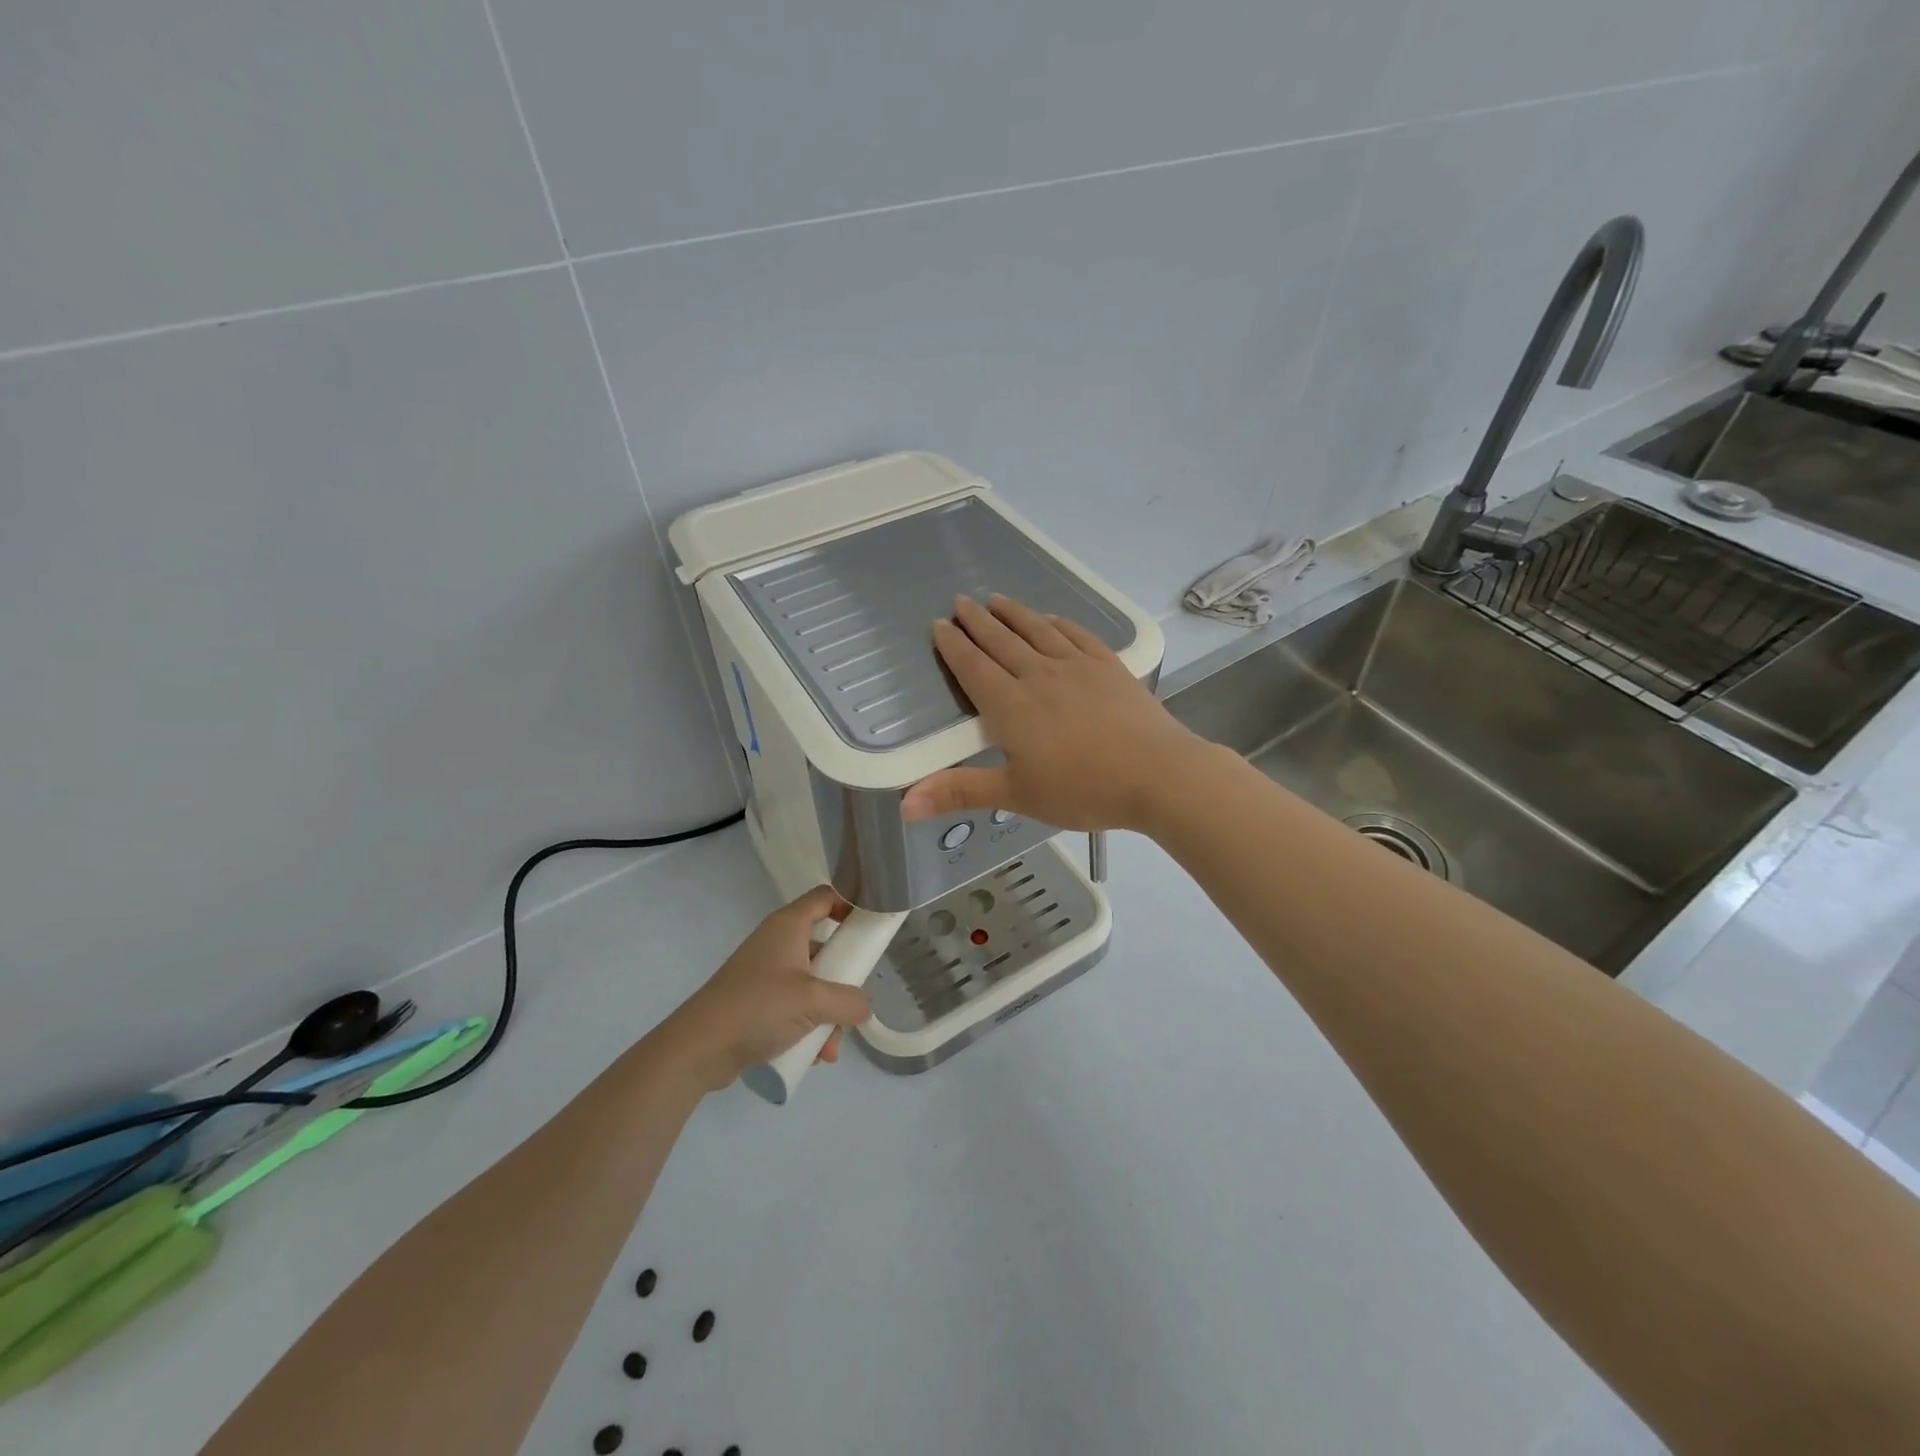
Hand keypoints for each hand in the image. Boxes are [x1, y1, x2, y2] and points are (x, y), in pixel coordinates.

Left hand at [657, 886, 872, 1092]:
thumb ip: (849, 1001)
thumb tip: (863, 1007)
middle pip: (823, 947)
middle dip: (843, 979)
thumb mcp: (814, 1002)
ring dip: (827, 1014)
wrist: (700, 1047)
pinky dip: (807, 1026)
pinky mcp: (756, 1002)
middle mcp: (777, 943)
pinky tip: (813, 1056)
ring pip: (811, 984)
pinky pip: (793, 1007)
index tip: (871, 927)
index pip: (825, 897)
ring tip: (829, 1047)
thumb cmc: (759, 1007)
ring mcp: (765, 973)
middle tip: (854, 1000)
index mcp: (788, 926)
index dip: (850, 904)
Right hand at [901, 594, 1215, 832]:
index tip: (939, 625)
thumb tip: (904, 804)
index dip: (953, 646)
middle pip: (1001, 641)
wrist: (1158, 774)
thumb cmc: (1083, 789)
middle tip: (960, 601)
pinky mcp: (1109, 666)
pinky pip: (1076, 635)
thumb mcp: (1017, 795)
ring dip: (1013, 614)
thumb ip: (961, 791)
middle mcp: (1039, 675)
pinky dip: (1058, 623)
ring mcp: (1077, 667)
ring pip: (1036, 631)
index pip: (973, 667)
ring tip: (996, 599)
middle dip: (977, 621)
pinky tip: (1051, 619)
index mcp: (1011, 706)